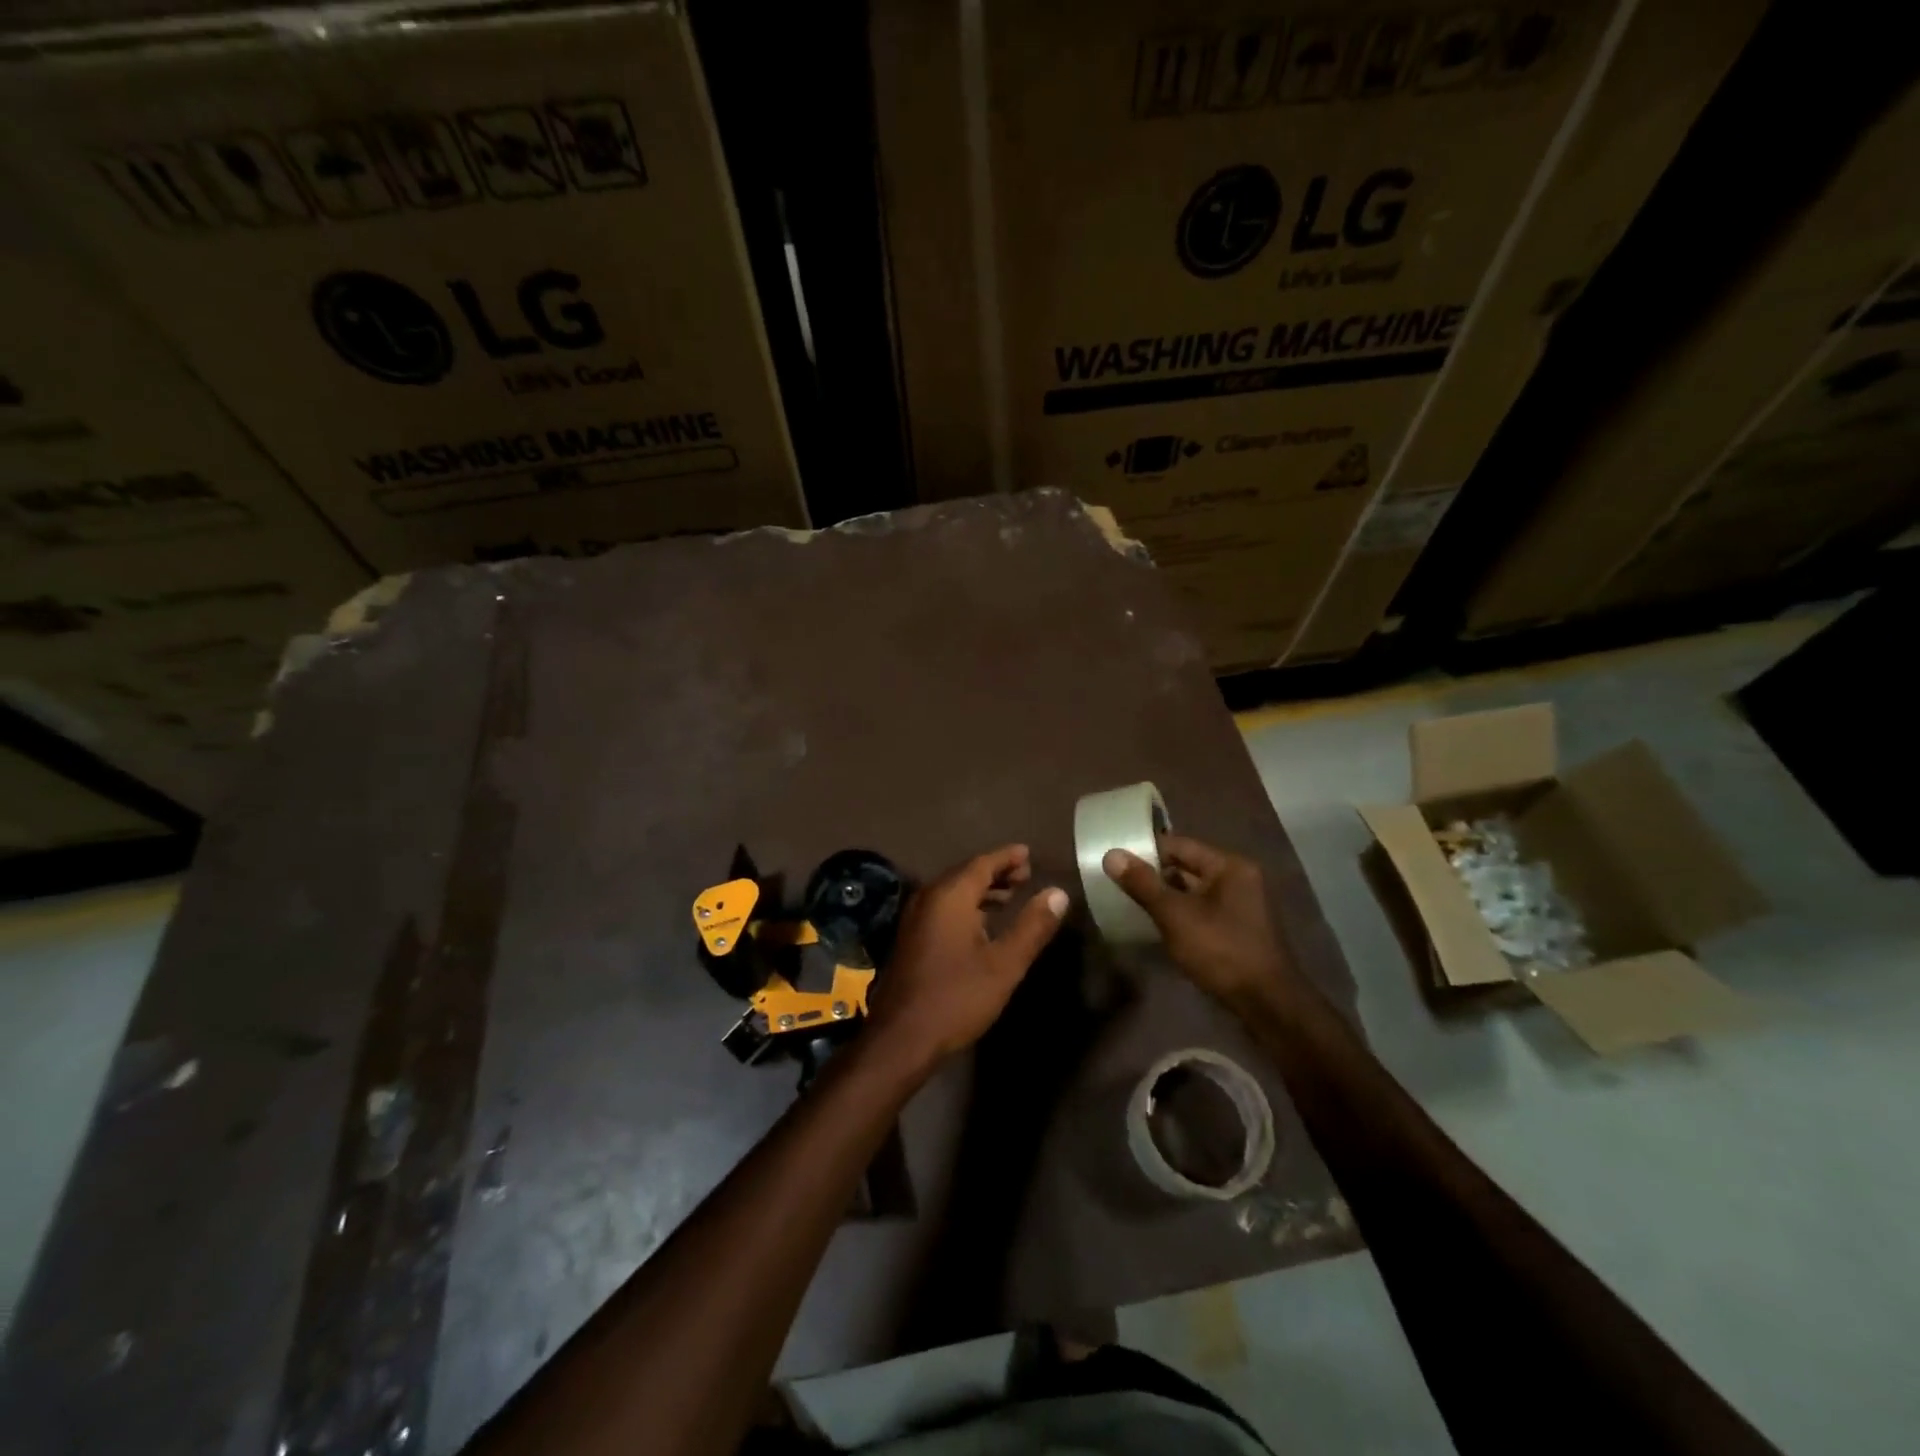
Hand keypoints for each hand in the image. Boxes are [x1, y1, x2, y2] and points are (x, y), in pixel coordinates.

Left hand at [865, 845, 1067, 1070]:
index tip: (1028, 853)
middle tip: (1024, 875)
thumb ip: (1032, 926)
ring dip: (980, 890)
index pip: (982, 863)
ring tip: (1009, 897)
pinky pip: (942, 907)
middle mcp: (928, 898)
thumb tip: (1058, 893)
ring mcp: (914, 918)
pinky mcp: (910, 938)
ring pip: (952, 892)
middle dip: (995, 872)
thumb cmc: (956, 997)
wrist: (900, 1038)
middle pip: (965, 873)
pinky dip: (965, 905)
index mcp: (950, 896)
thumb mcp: (1004, 964)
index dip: (1007, 857)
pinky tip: (981, 924)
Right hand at [1103, 834, 1293, 1007]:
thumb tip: (1112, 855)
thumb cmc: (1221, 951)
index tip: (1115, 860)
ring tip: (1129, 902)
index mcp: (1229, 866)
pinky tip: (1156, 924)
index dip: (1146, 851)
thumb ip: (1143, 884)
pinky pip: (1201, 909)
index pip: (1179, 845)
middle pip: (1186, 866)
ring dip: (1164, 896)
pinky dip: (1179, 913)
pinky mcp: (1237, 928)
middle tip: (1117, 882)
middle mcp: (1238, 878)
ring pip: (1192, 890)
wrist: (1267, 1004)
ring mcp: (1240, 904)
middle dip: (1153, 875)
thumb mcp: (1176, 915)